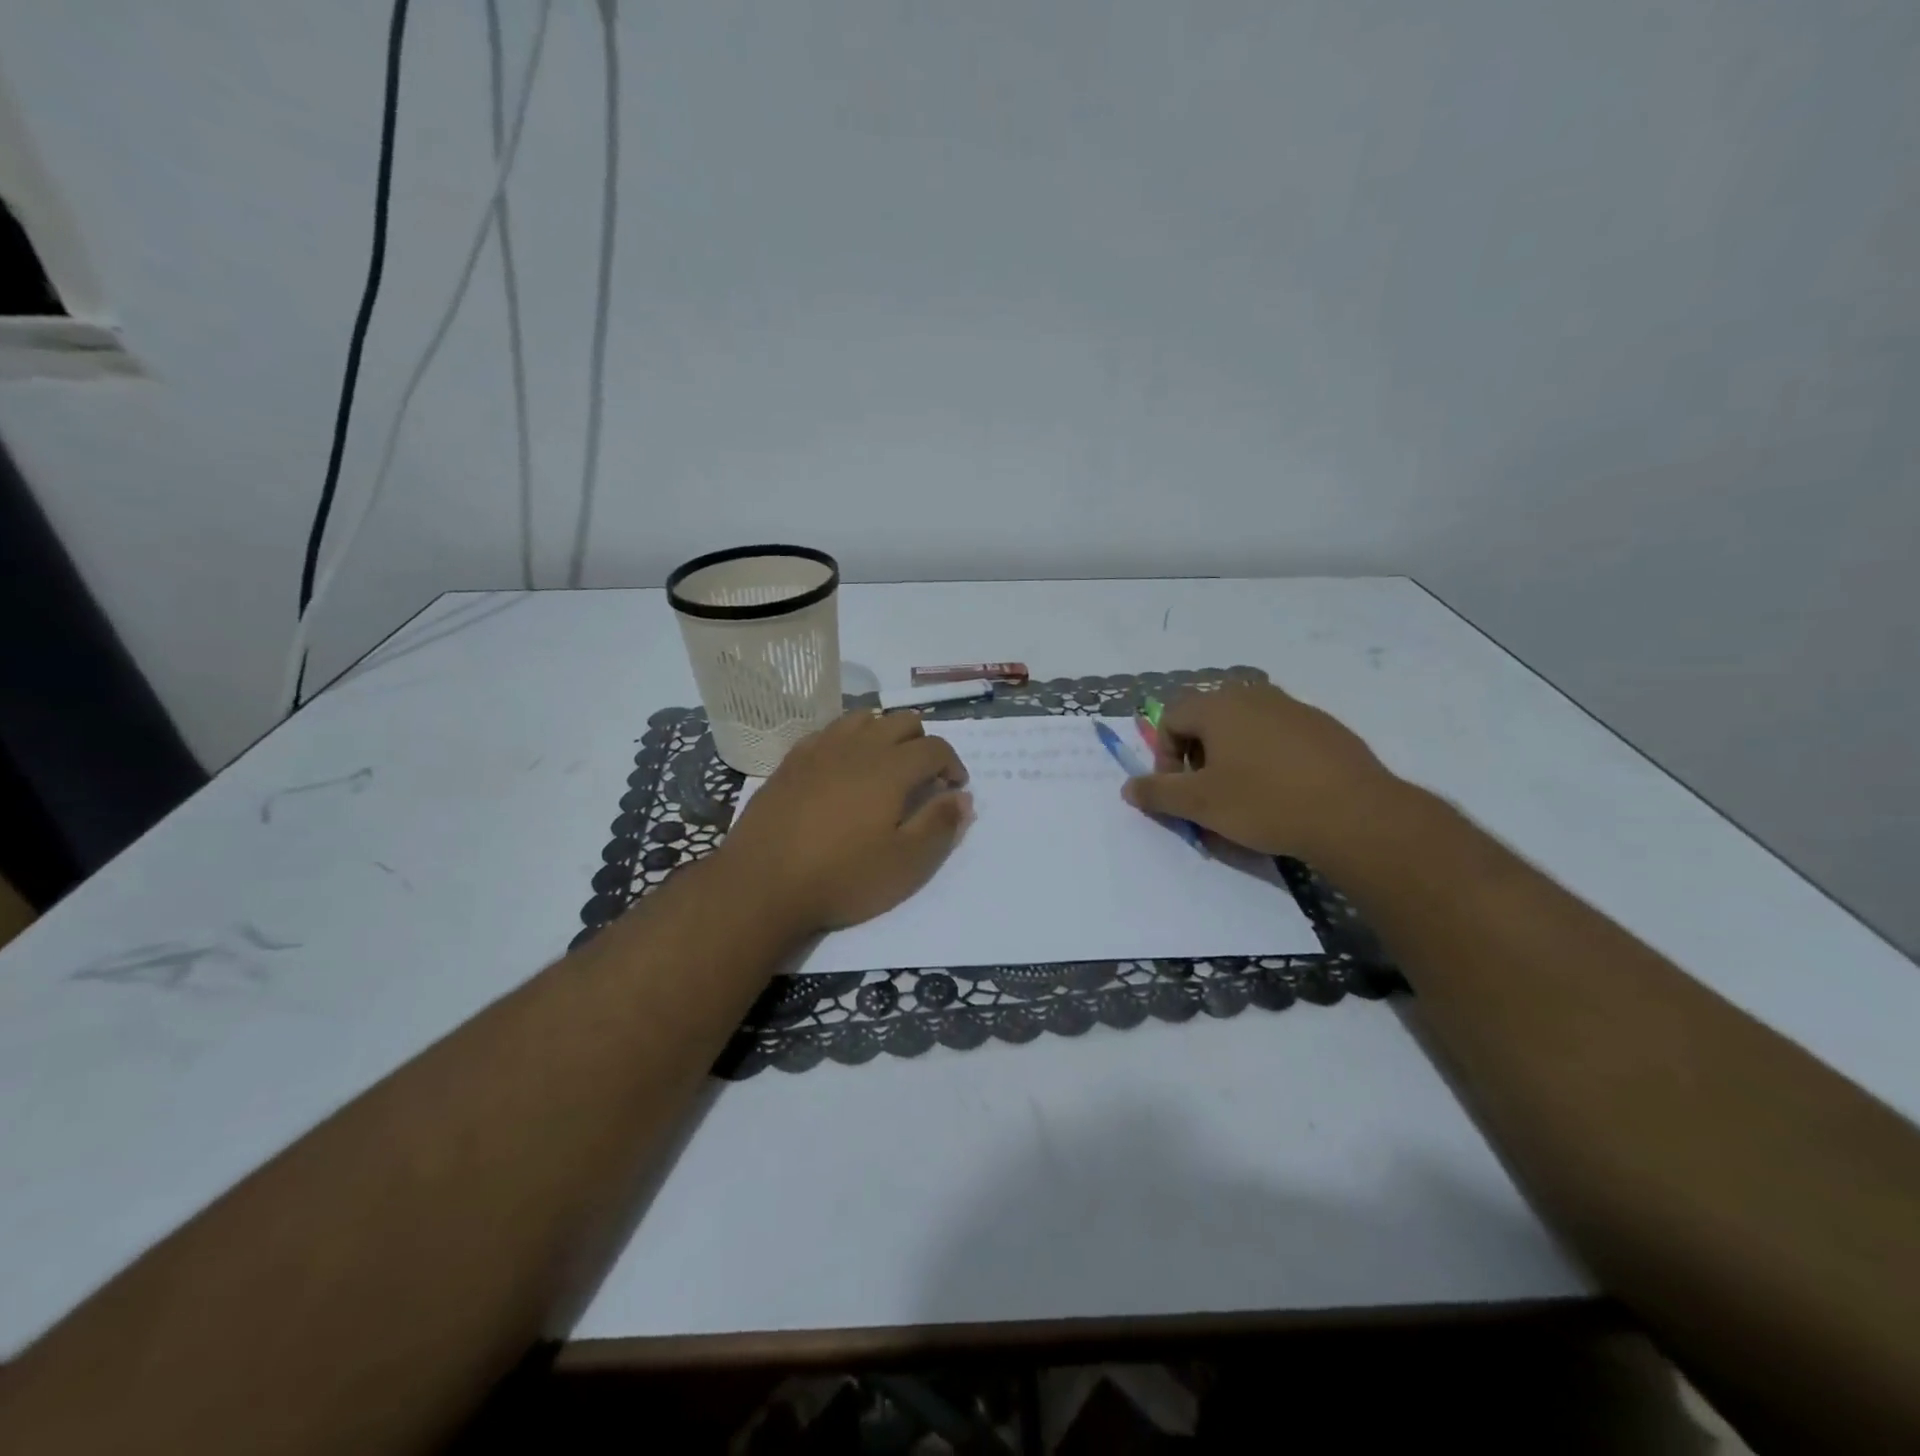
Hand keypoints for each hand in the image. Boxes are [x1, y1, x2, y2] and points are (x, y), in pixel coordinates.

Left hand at [718, 710, 971, 933]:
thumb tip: (963, 797)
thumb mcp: (905, 864)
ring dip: (884, 734)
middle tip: (923, 777)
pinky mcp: (791, 761)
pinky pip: (828, 732)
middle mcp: (858, 747)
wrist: (762, 884)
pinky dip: (847, 740)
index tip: (954, 788)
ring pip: (863, 718)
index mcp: (891, 768)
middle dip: (922, 742)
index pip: (935, 747)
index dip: (953, 764)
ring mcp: (820, 749)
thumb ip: (940, 825)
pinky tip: (842, 767)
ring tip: (885, 765)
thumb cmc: (842, 877)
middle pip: (902, 721)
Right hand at [1123, 682, 1403, 859]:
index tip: (1179, 793)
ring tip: (1245, 798)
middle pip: (1207, 721)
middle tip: (1208, 796)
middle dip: (1198, 758)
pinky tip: (1283, 794)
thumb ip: (1157, 793)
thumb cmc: (1264, 802)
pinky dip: (1268, 761)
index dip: (1165, 758)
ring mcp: (1293, 708)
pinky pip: (1279, 738)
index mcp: (1218, 705)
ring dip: (1232, 760)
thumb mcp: (1200, 804)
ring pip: (1244, 730)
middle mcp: (1254, 695)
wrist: (1355, 815)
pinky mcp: (1324, 728)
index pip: (1170, 719)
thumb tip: (1128, 788)